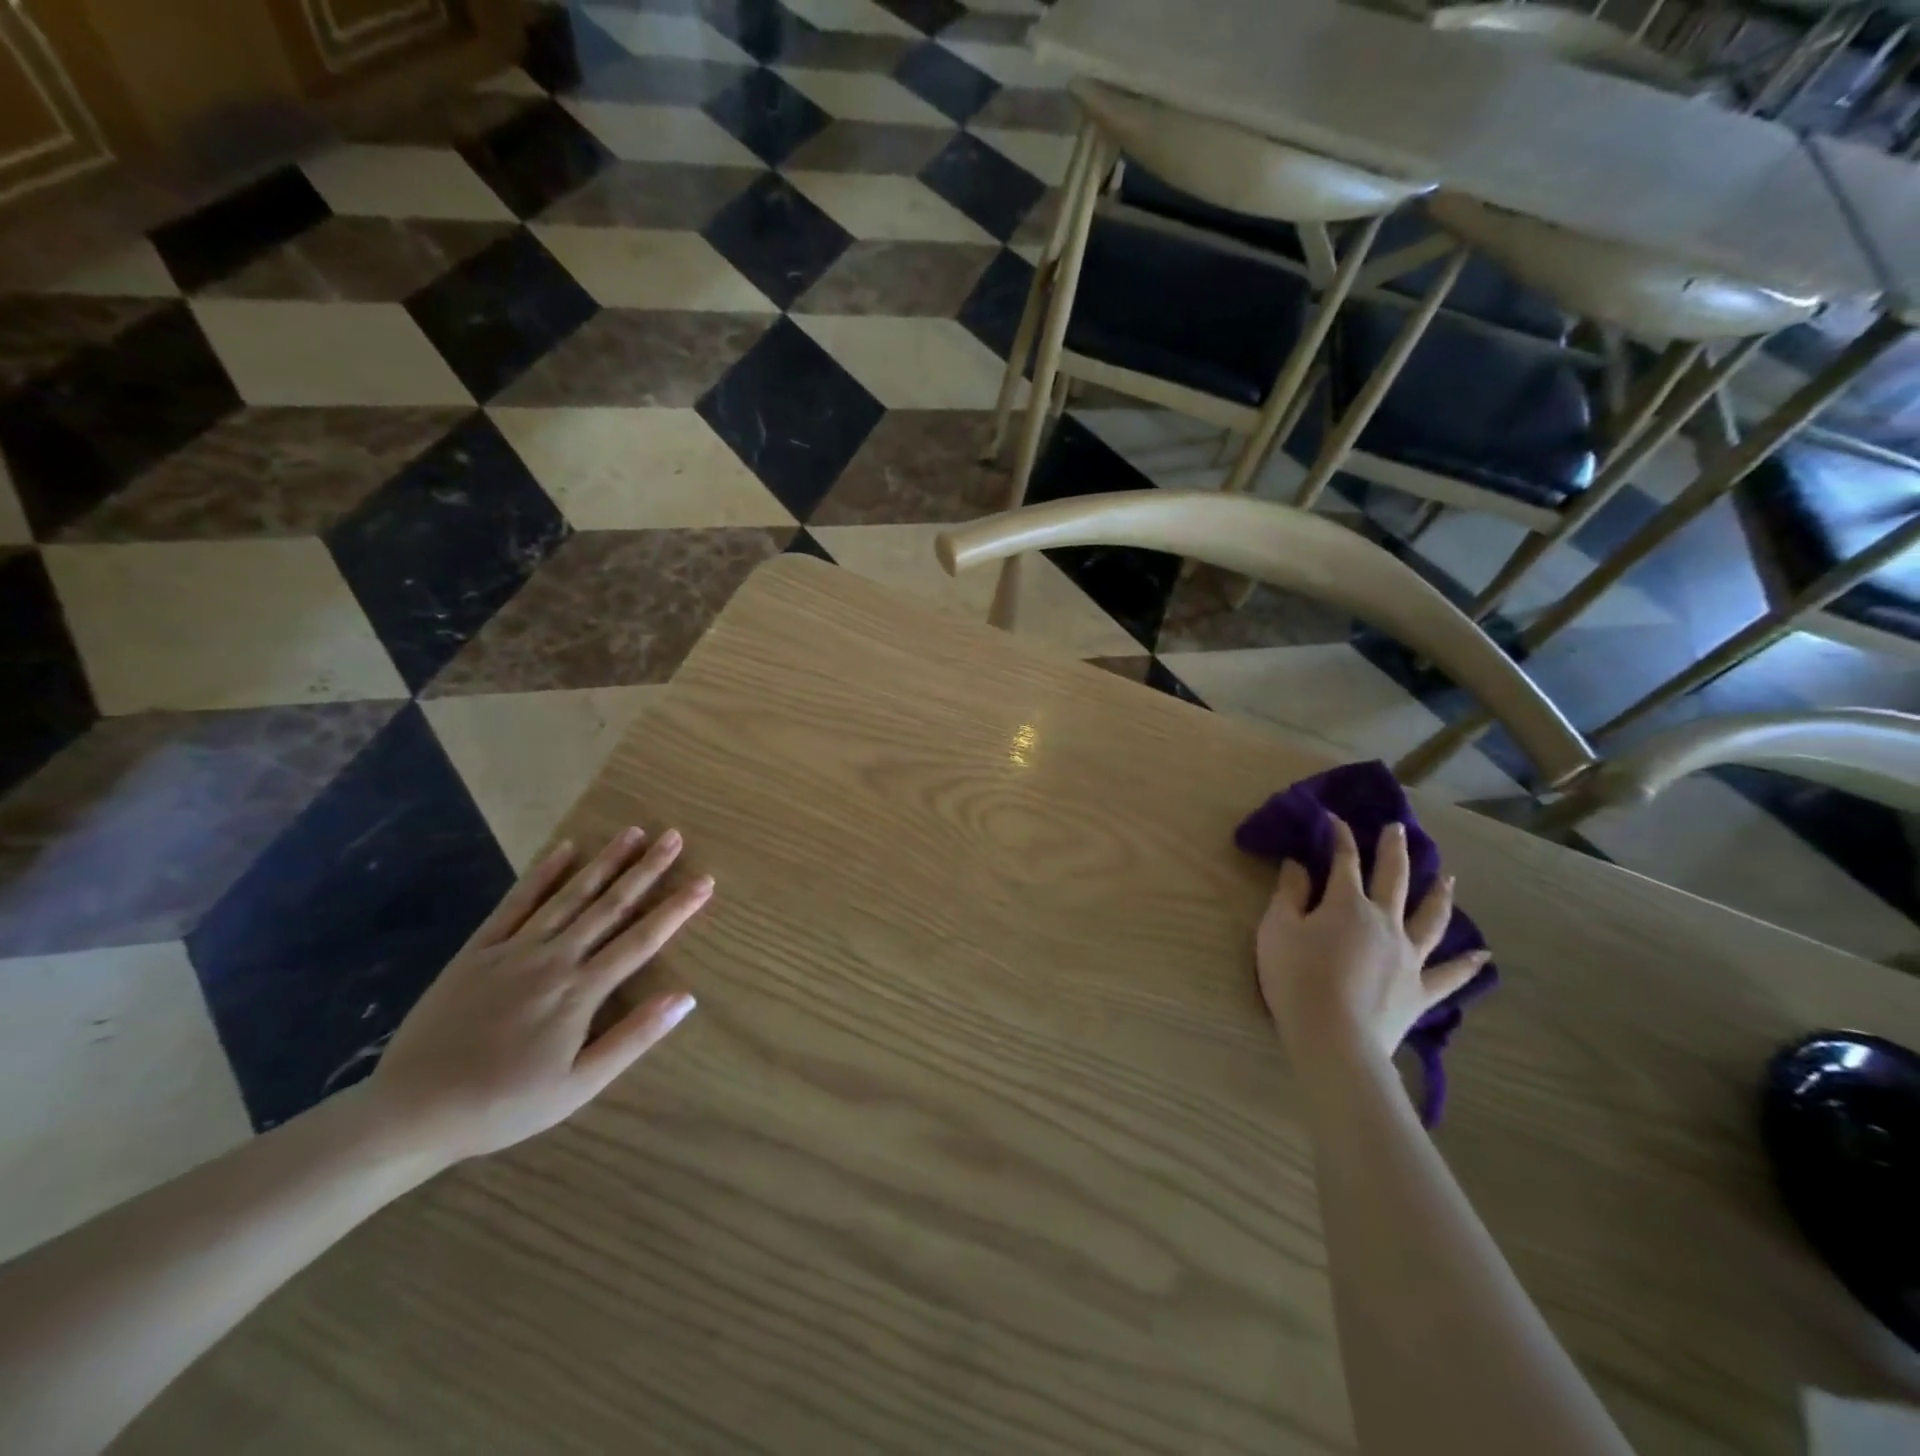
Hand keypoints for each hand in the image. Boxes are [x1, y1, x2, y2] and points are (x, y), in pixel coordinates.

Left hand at [366, 828, 713, 1163]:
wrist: (411, 1111)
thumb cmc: (504, 1105)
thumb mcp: (578, 1087)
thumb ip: (632, 1038)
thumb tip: (685, 998)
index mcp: (580, 991)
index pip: (641, 940)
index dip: (676, 909)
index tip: (704, 881)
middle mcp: (553, 959)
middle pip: (610, 906)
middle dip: (646, 870)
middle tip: (673, 836)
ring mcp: (513, 950)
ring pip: (569, 896)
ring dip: (604, 862)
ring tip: (633, 833)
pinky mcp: (478, 950)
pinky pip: (515, 903)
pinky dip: (542, 874)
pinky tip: (564, 849)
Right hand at [1256, 816, 1487, 1063]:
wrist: (1334, 1037)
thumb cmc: (1297, 978)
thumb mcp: (1278, 929)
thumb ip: (1289, 894)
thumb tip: (1299, 864)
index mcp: (1347, 904)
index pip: (1345, 861)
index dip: (1340, 837)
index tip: (1335, 818)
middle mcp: (1385, 922)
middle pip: (1394, 879)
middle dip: (1394, 851)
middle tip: (1399, 829)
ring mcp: (1408, 956)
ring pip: (1430, 919)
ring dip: (1439, 896)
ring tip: (1448, 879)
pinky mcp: (1419, 990)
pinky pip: (1449, 975)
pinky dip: (1467, 965)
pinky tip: (1482, 956)